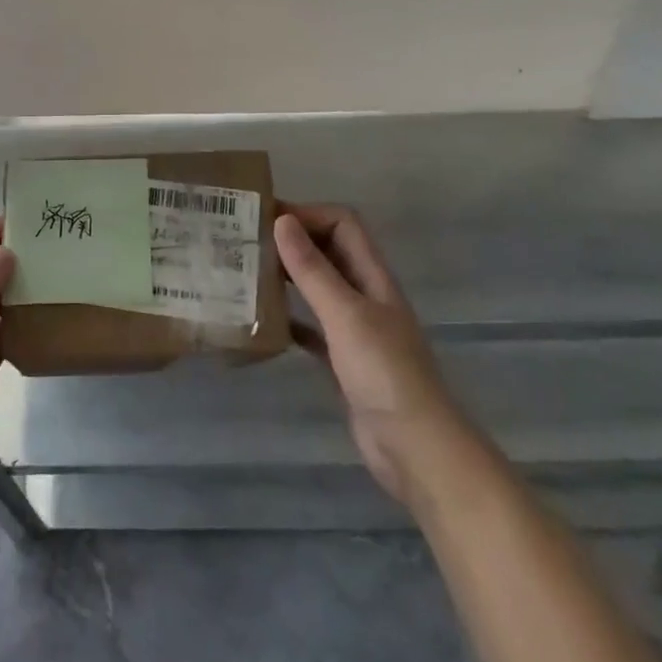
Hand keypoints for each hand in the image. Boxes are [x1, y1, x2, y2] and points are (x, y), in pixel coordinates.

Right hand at [275, 205, 457, 501]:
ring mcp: (355, 329)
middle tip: (246, 242)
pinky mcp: (343, 360)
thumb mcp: (345, 315)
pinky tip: (261, 321)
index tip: (264, 219)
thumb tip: (282, 221)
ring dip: (287, 277)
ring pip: (318, 288)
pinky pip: (311, 328)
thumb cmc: (384, 373)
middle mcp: (365, 295)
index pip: (342, 223)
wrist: (415, 448)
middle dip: (292, 241)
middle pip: (329, 251)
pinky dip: (288, 319)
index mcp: (372, 276)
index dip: (307, 214)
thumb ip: (313, 270)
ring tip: (246, 273)